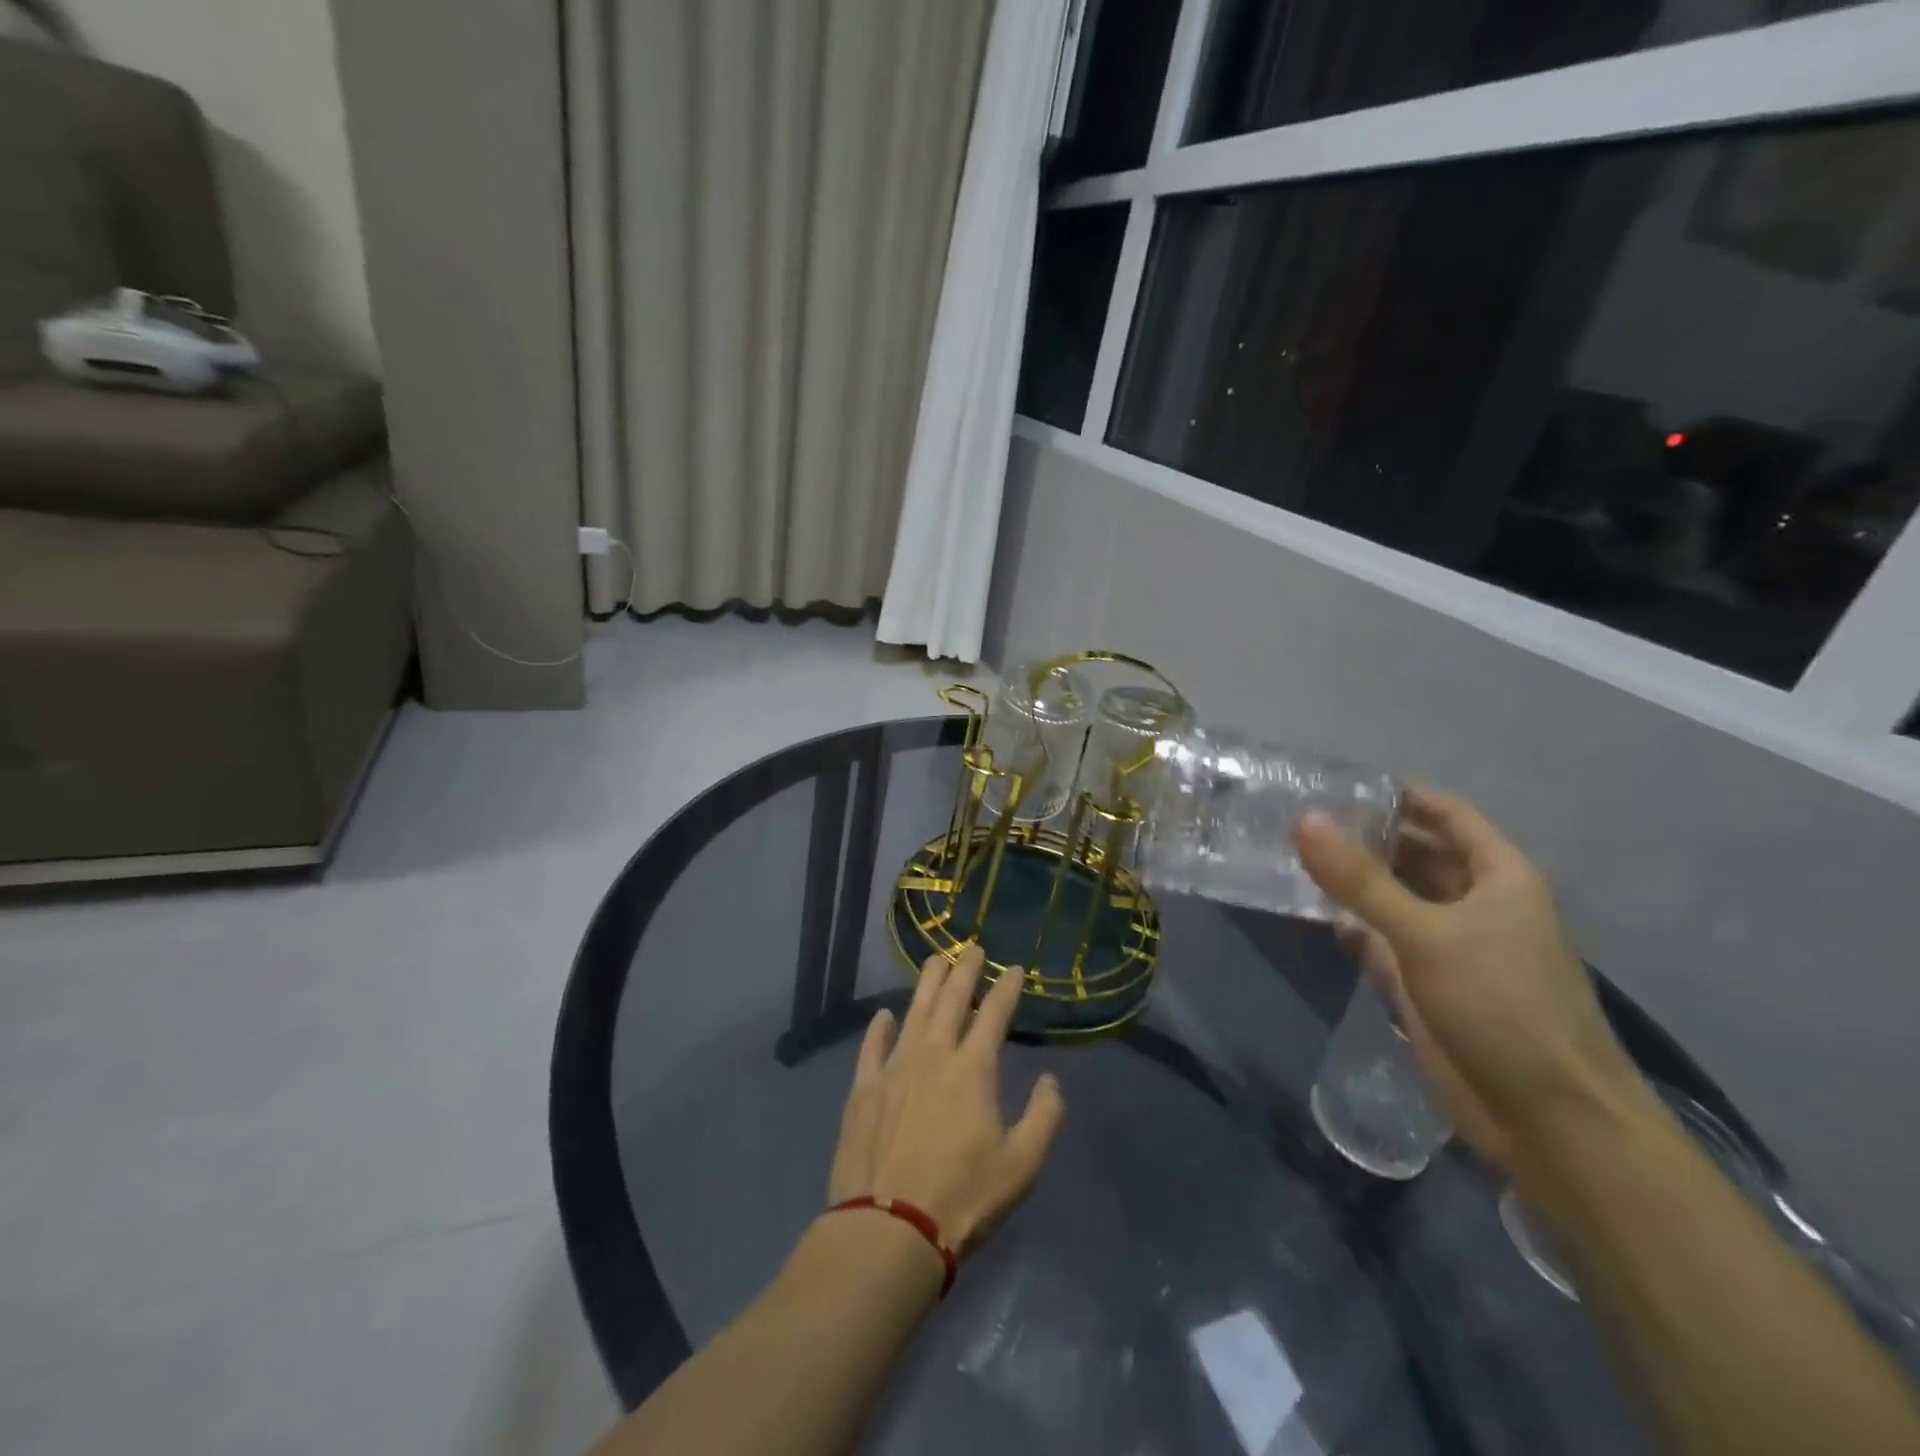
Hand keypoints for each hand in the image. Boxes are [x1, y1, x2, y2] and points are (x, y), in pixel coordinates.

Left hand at [827, 945, 1065, 1253]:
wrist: (889, 1229)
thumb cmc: (963, 1199)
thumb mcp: (1022, 1166)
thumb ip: (1045, 1117)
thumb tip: (1051, 1080)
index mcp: (973, 1069)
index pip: (994, 1014)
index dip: (1006, 987)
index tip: (1014, 968)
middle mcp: (933, 1055)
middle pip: (951, 1000)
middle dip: (964, 970)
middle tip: (971, 948)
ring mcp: (894, 1068)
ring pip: (914, 1012)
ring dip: (926, 983)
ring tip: (935, 960)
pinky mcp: (863, 1089)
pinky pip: (872, 1047)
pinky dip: (879, 1027)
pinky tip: (884, 1015)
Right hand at [1295, 787, 1641, 1170]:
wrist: (1548, 1119)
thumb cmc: (1503, 1006)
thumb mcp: (1427, 934)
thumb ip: (1361, 880)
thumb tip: (1304, 820)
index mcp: (1498, 876)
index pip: (1446, 814)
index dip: (1399, 794)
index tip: (1338, 781)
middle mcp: (1475, 902)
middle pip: (1416, 852)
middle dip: (1366, 835)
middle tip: (1298, 816)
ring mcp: (1449, 944)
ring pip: (1394, 895)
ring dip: (1353, 879)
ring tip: (1292, 853)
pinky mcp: (1424, 981)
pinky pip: (1380, 937)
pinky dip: (1349, 923)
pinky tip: (1309, 909)